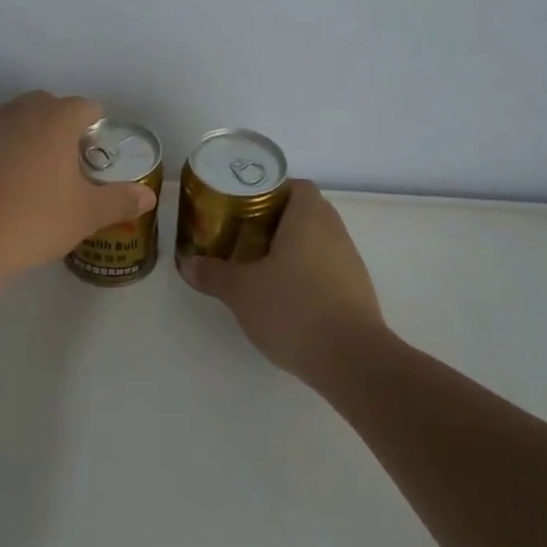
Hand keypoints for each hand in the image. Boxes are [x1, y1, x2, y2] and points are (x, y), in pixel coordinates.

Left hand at [0, 92, 156, 277]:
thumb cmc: (33, 223)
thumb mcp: (85, 216)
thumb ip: (120, 201)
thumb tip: (149, 194)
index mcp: (58, 121)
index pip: (86, 107)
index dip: (94, 124)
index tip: (93, 150)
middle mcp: (21, 111)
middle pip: (47, 104)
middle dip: (59, 123)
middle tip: (63, 162)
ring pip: (11, 111)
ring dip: (23, 126)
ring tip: (26, 161)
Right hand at [179, 181, 388, 379]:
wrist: (351, 360)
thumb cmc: (292, 307)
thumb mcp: (241, 290)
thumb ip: (213, 273)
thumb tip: (189, 264)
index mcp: (309, 217)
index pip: (295, 186)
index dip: (269, 191)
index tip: (243, 206)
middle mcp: (335, 232)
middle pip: (304, 213)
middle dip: (274, 222)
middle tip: (242, 236)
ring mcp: (350, 263)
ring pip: (316, 243)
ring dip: (291, 251)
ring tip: (259, 268)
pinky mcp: (357, 293)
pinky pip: (326, 270)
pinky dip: (306, 276)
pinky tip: (284, 298)